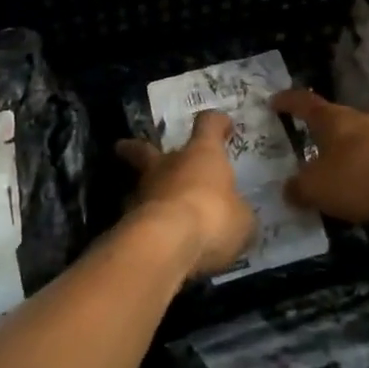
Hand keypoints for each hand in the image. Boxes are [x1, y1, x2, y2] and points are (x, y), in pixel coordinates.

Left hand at [115, 111, 255, 277]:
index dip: (216, 123)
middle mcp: (168, 165)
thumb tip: (237, 215)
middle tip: (126, 147)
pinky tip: (153, 237)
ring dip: (145, 191)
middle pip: (145, 149)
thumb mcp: (242, 220)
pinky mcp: (127, 220)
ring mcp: (143, 191)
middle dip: (137, 148)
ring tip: (152, 206)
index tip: (223, 125)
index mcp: (202, 154)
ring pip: (138, 184)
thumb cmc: (213, 219)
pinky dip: (144, 222)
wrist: (166, 244)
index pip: (208, 125)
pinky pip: (137, 216)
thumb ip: (237, 213)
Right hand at [271, 88, 368, 228]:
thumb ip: (298, 188)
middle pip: (330, 125)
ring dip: (337, 163)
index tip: (273, 101)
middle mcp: (357, 124)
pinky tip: (350, 202)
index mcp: (332, 119)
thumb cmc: (362, 174)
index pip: (303, 102)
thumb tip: (289, 190)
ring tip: (320, 183)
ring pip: (352, 150)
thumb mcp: (317, 186)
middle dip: (313, 137)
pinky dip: (358, 183)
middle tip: (294, 152)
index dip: (287, 102)